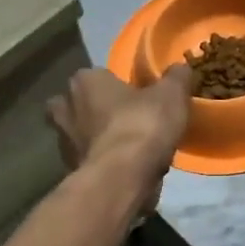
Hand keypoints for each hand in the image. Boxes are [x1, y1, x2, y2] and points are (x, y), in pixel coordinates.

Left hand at [46, 65, 194, 217]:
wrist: (123, 178)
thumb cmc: (142, 125)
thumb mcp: (172, 94)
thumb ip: (176, 77)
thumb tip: (180, 67)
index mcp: (85, 81)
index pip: (97, 75)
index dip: (115, 84)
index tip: (136, 95)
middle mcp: (66, 107)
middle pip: (78, 104)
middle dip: (93, 110)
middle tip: (122, 118)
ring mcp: (64, 142)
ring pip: (79, 134)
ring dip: (96, 138)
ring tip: (126, 146)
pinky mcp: (70, 170)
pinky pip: (88, 160)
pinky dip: (101, 162)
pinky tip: (124, 167)